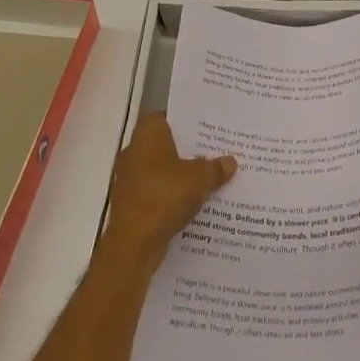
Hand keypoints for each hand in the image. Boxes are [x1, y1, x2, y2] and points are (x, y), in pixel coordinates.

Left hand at [103, 115, 235, 272]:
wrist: (133, 244)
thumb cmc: (165, 196)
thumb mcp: (200, 178)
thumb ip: (216, 167)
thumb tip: (230, 162)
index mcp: (147, 135)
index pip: (164, 116)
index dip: (183, 120)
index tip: (204, 126)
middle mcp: (134, 153)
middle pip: (163, 145)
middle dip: (186, 150)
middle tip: (213, 151)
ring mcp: (129, 181)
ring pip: (160, 171)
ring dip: (178, 176)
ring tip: (207, 178)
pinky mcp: (130, 206)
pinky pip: (155, 193)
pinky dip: (170, 197)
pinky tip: (192, 203)